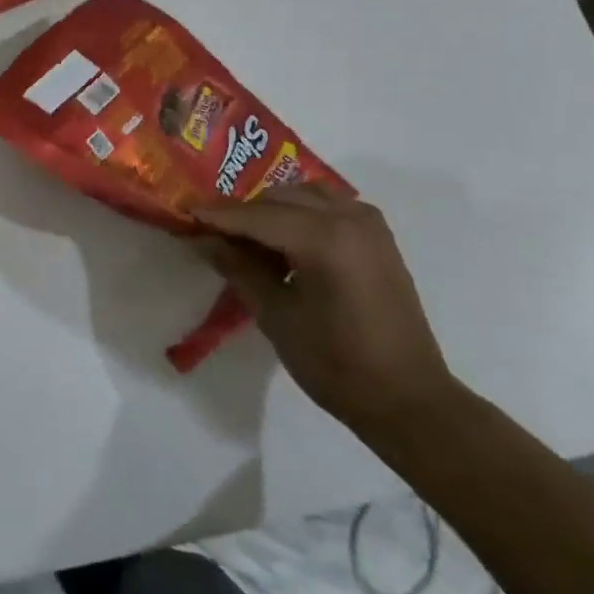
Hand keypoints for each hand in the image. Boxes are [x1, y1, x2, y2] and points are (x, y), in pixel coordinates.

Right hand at [193, 181, 459, 436]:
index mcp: (324, 239)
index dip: (218, 215)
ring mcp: (368, 223)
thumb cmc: (336, 364)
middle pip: (280, 197)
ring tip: (248, 238)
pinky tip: (286, 240)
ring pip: (305, 194)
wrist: (408, 398)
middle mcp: (348, 218)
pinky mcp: (378, 235)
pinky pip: (329, 205)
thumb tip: (202, 239)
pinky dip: (301, 212)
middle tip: (212, 232)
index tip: (185, 212)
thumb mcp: (276, 316)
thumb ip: (238, 268)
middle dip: (244, 211)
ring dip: (273, 208)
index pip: (257, 216)